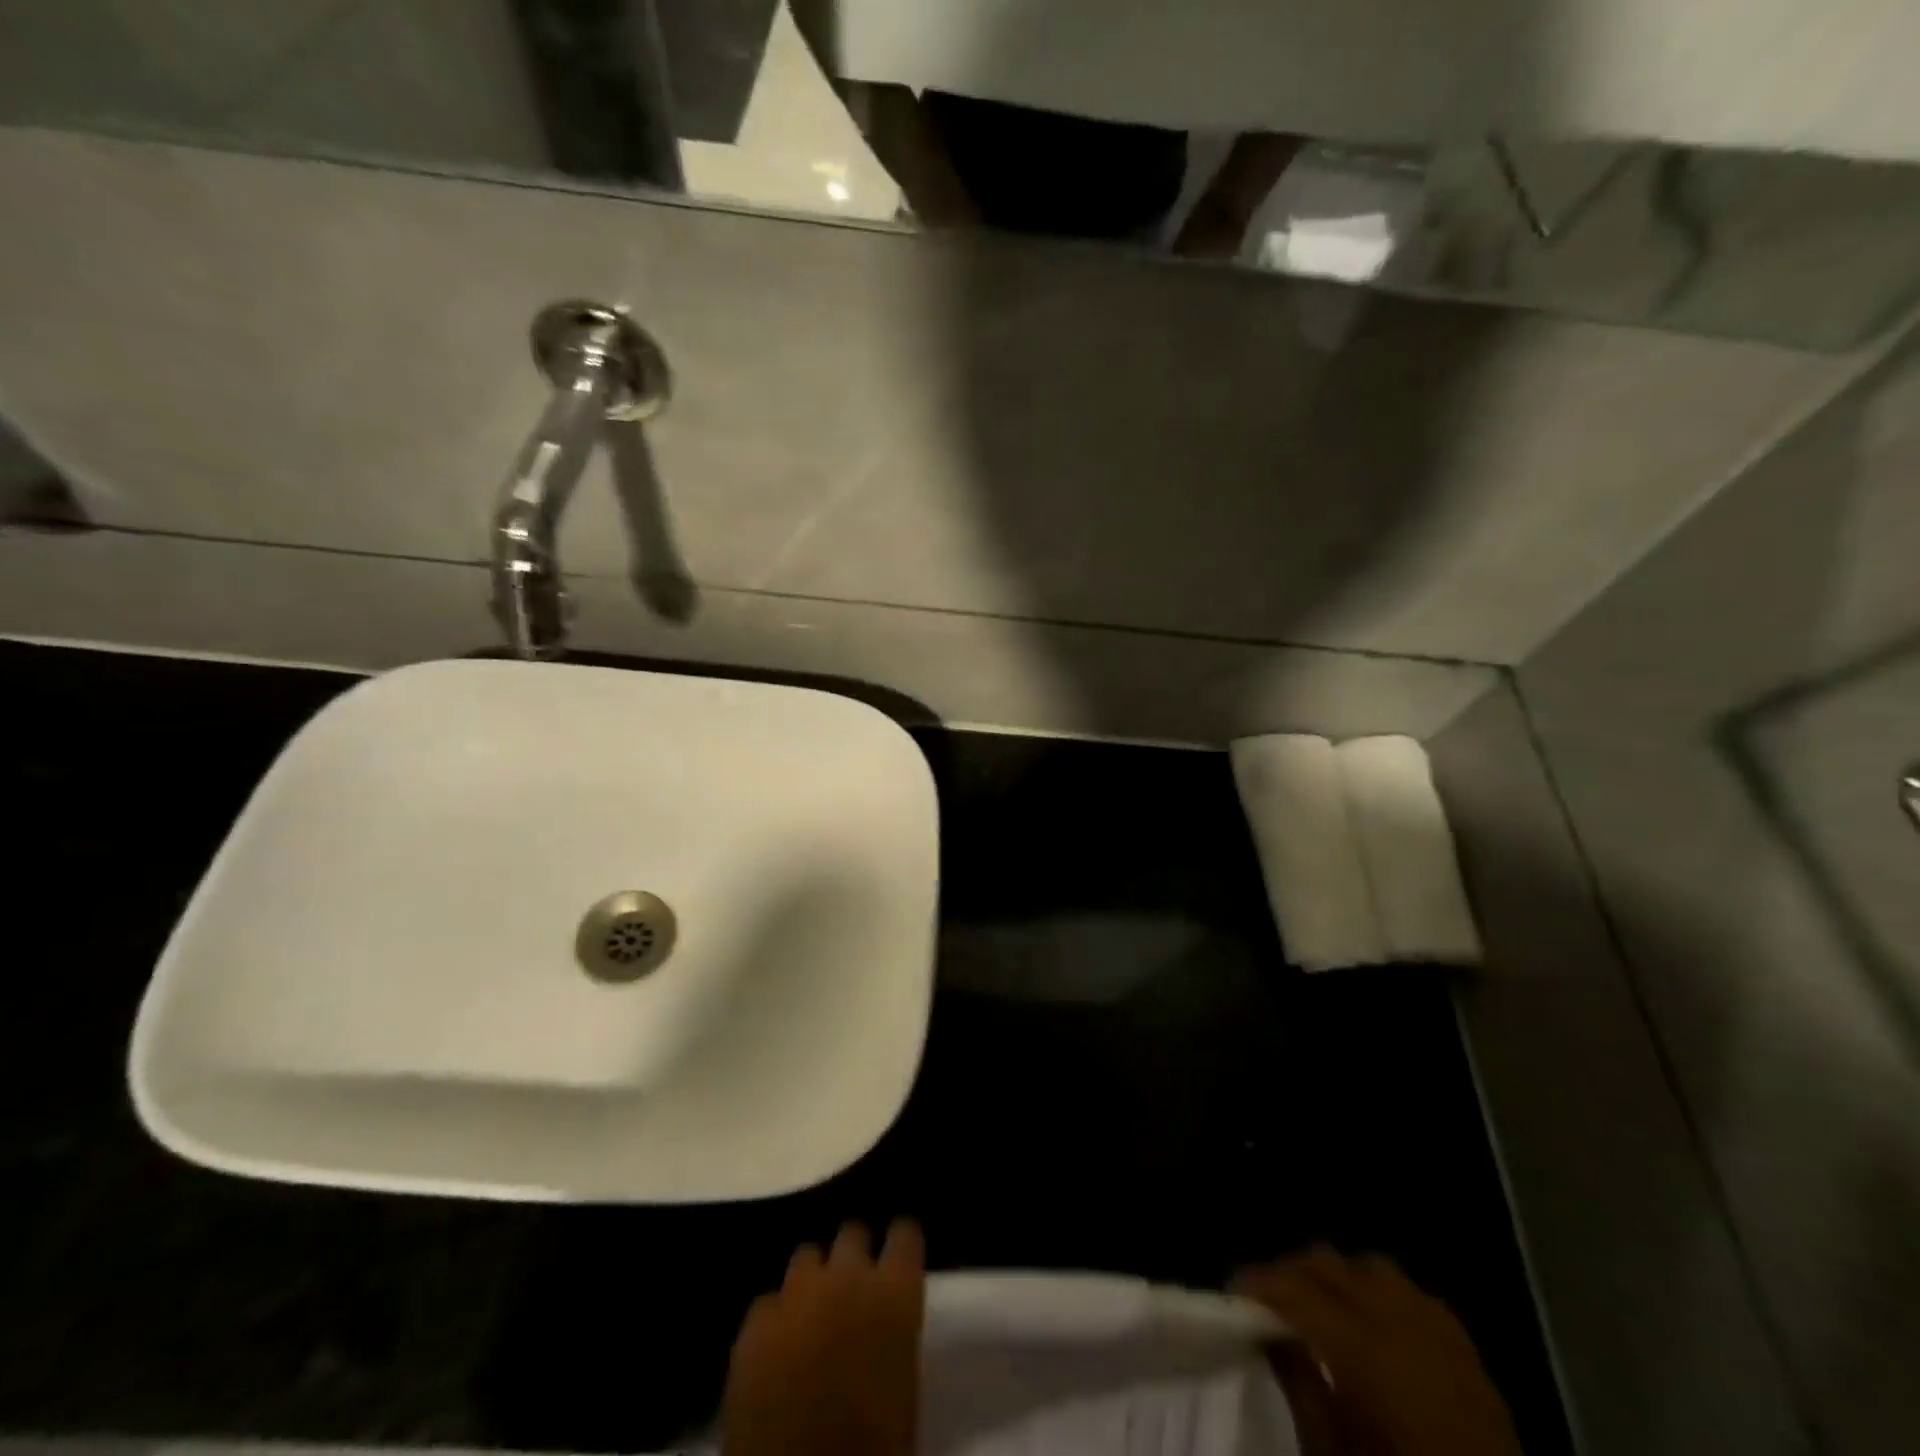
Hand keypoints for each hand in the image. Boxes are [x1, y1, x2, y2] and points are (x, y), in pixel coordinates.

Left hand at [723, 1220, 925, 1455]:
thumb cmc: (873, 1447)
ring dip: (813, 1279)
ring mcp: (796, 1294)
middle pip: (852, 1233)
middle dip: (853, 1254)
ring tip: (813, 1311)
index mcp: (894, 1293)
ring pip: (807, 1257)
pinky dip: (775, 1319)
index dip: (901, 1246)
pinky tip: (776, 1347)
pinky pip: (768, 1303)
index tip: (899, 1259)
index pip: (904, 1234)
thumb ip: (894, 1333)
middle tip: (854, 1287)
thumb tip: (884, 1322)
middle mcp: (847, 1276)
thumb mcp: (903, 1388)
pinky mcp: (755, 1324)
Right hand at [1232, 1246, 1521, 1455]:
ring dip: (1340, 1277)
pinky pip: (1413, 1292)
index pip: (1292, 1288)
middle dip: (1292, 1272)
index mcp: (1358, 1344)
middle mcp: (1394, 1317)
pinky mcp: (1465, 1345)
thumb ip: (1298, 1384)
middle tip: (1271, 1300)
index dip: (1257, 1281)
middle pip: (1328, 1264)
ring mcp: (1434, 1326)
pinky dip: (1385, 1294)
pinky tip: (1379, 1321)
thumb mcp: (1333, 1451)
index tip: (1233, 1291)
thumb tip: (1270, 1334)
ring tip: (1325, 1304)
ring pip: (1370, 1266)